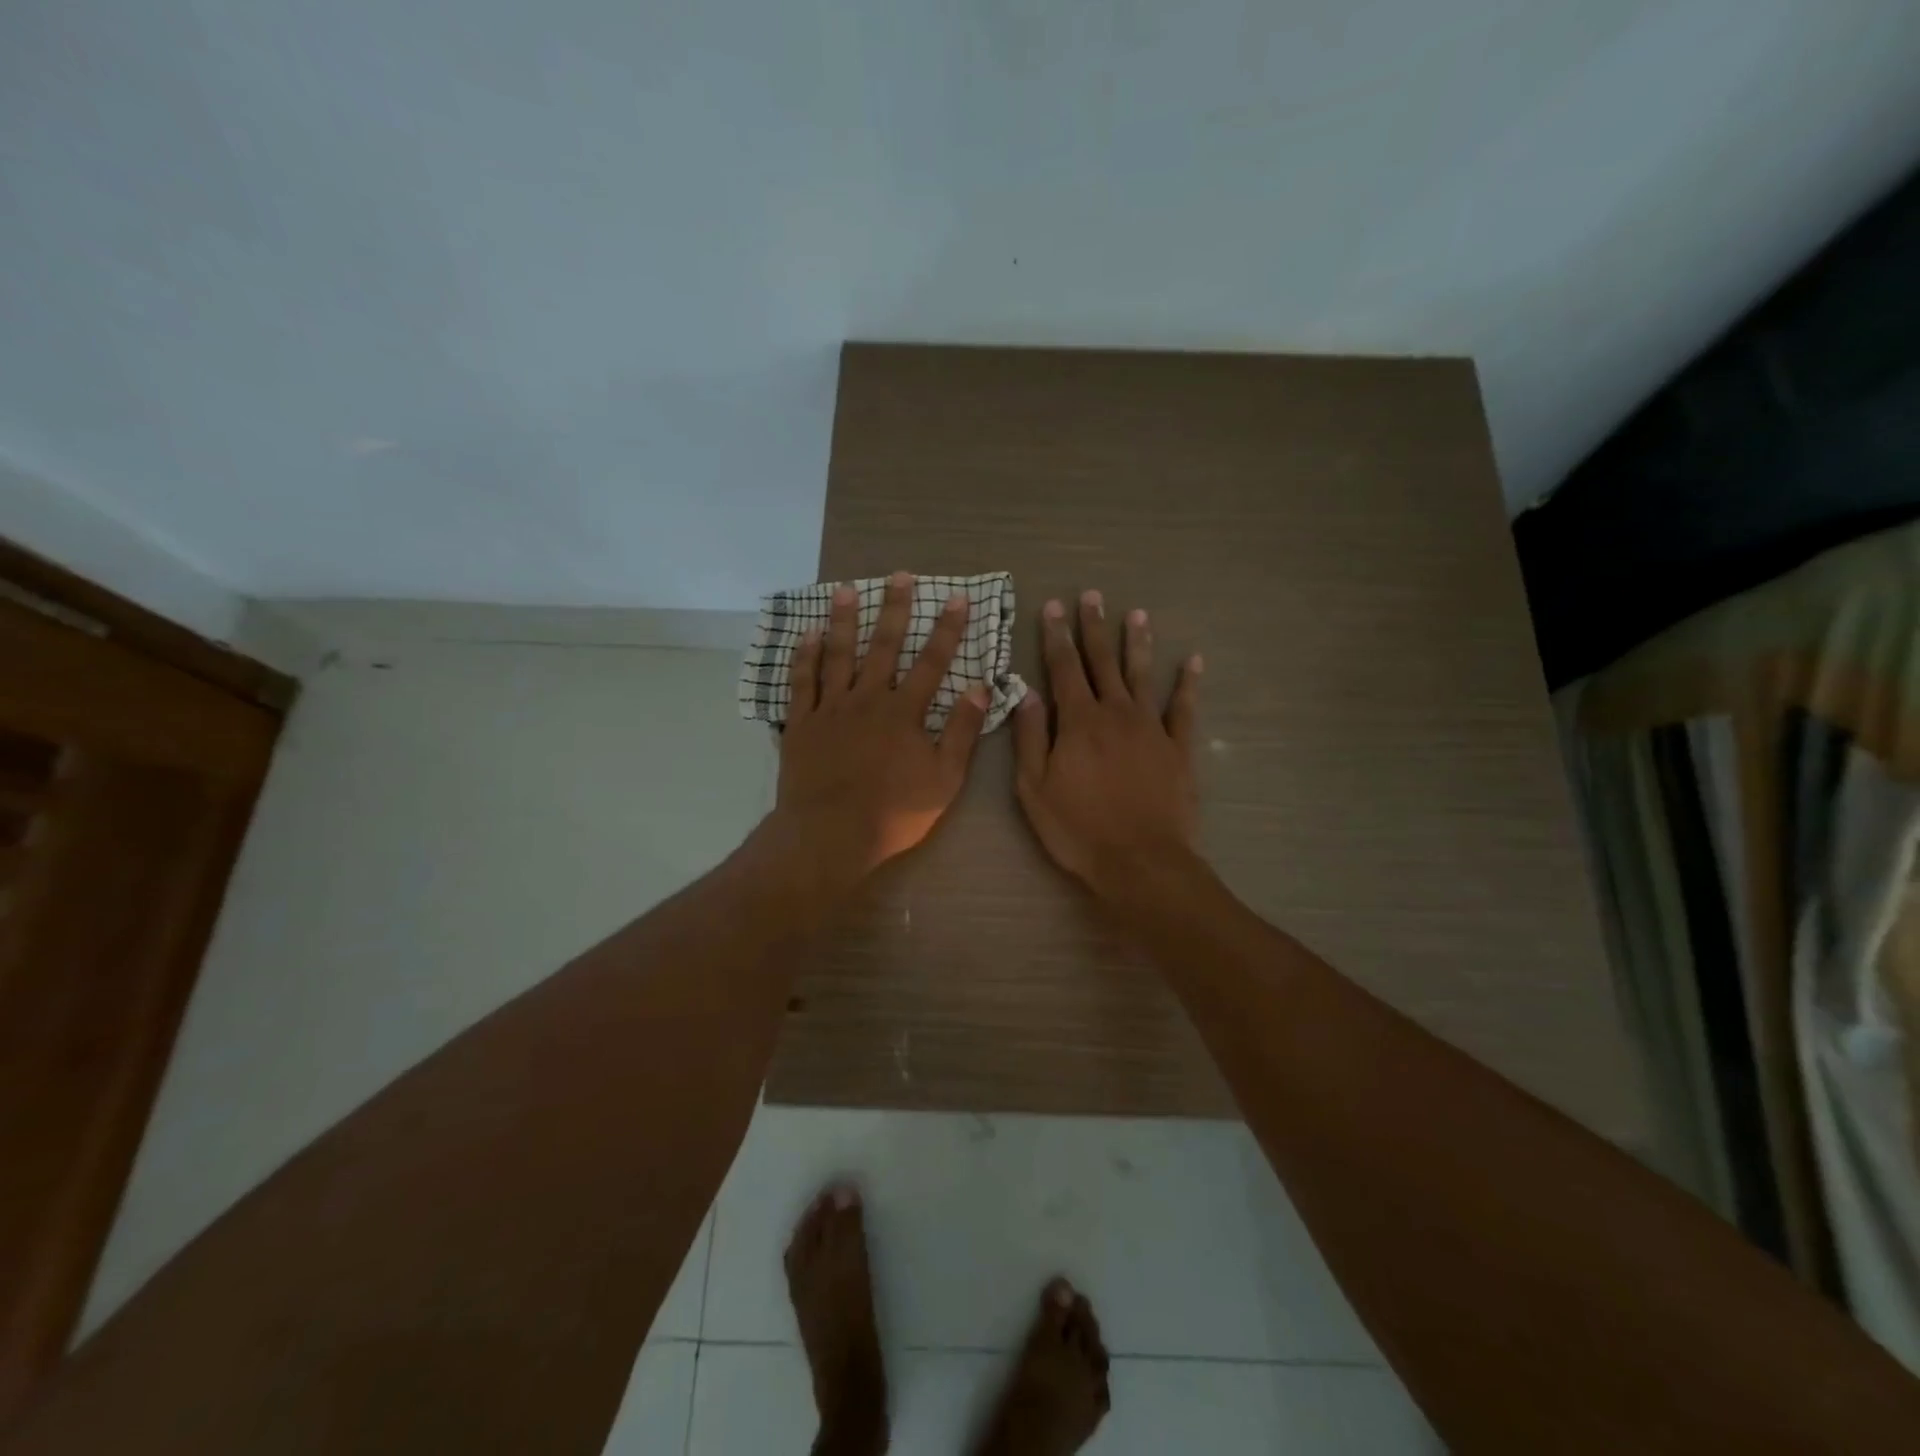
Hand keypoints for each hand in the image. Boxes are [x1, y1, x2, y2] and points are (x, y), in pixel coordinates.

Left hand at [770, 572, 989, 892]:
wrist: (830, 834)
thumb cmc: (893, 812)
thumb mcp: (944, 778)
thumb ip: (962, 731)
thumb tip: (981, 686)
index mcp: (904, 712)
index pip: (932, 661)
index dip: (946, 629)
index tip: (957, 598)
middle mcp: (867, 699)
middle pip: (882, 646)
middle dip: (894, 609)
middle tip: (899, 575)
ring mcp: (830, 709)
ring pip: (837, 654)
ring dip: (843, 620)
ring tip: (846, 589)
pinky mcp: (801, 723)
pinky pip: (802, 682)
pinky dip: (804, 656)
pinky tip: (807, 635)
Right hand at [1013, 590, 1202, 901]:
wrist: (1140, 862)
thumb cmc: (1078, 829)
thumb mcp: (1034, 788)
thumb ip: (1030, 737)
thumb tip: (1026, 692)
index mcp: (1078, 722)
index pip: (1064, 668)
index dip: (1057, 636)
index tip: (1052, 607)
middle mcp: (1116, 713)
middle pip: (1103, 662)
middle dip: (1095, 628)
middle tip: (1092, 596)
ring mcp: (1151, 728)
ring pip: (1142, 675)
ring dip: (1137, 644)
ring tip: (1136, 614)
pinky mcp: (1179, 748)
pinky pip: (1184, 708)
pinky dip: (1188, 684)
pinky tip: (1192, 662)